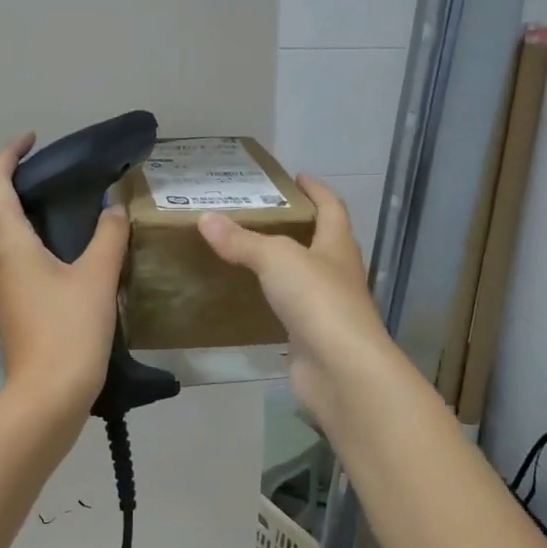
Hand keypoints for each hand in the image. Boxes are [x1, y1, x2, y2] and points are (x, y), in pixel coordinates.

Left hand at [0, 134, 128, 414]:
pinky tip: (83, 277)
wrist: (47, 400)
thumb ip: (108, 237)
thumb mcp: (97, 278)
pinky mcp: (14, 320)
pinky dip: (49, 265)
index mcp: (10, 247)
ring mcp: (2, 297)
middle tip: (76, 192)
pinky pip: (29, 278)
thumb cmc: (69, 332)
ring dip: (47, 236)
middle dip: (37, 198)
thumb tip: (113, 209)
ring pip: (21, 252)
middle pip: (7, 218)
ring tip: (90, 236)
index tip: (32, 141)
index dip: (8, 155)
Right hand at [197, 177, 395, 426]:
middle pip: (321, 242)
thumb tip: (205, 218)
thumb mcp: (276, 259)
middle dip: (298, 227)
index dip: (317, 190)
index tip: (298, 177)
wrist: (341, 370)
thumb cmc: (318, 301)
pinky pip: (290, 310)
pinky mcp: (312, 337)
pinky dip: (272, 300)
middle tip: (262, 215)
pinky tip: (250, 298)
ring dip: (283, 265)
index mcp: (337, 247)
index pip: (332, 208)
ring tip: (248, 253)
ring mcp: (327, 308)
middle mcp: (337, 274)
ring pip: (304, 278)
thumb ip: (242, 241)